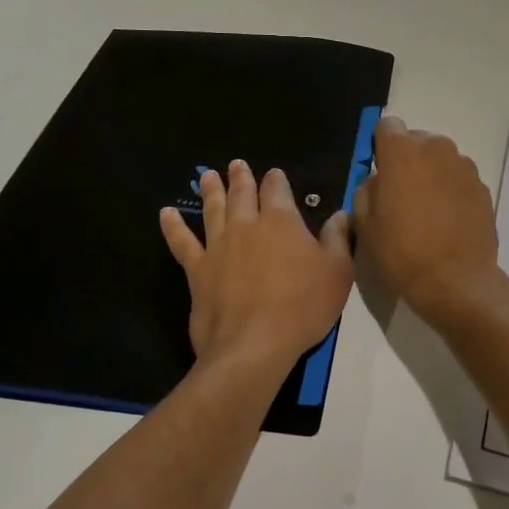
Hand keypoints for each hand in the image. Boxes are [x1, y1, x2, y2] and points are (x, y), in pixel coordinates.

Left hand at [160, 159, 353, 370]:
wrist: (254, 343)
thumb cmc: (303, 306)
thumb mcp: (337, 272)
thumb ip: (337, 239)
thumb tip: (341, 214)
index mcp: (281, 221)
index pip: (277, 190)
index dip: (276, 180)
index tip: (275, 174)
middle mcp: (246, 225)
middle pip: (242, 194)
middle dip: (241, 177)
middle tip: (236, 165)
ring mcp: (218, 246)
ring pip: (212, 209)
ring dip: (211, 190)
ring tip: (208, 176)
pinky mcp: (197, 270)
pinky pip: (182, 242)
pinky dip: (173, 226)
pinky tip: (166, 214)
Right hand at [352, 117, 502, 320]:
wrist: (456, 282)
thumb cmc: (401, 251)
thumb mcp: (364, 223)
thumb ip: (366, 190)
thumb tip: (379, 181)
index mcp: (402, 152)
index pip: (387, 126)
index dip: (380, 146)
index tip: (379, 171)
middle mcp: (437, 149)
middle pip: (417, 141)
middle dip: (408, 159)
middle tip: (401, 195)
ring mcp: (464, 167)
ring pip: (440, 159)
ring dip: (431, 174)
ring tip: (426, 210)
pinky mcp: (483, 187)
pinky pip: (459, 179)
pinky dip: (451, 191)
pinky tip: (447, 221)